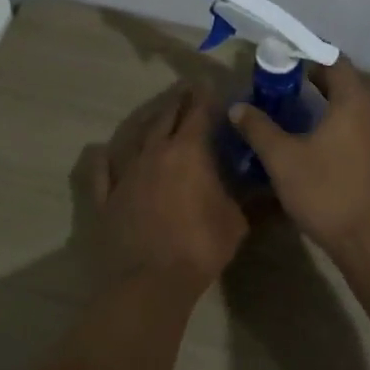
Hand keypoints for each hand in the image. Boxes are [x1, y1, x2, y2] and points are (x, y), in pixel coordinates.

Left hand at [89, 88, 246, 294]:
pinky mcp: (106, 198)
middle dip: (177, 102)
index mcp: (189, 152)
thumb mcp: (236, 221)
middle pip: (166, 118)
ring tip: (156, 114)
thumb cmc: (200, 246)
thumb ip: (248, 198)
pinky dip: (103, 159)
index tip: (210, 87)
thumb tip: (268, 187)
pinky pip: (101, 172)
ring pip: (135, 138)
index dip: (205, 98)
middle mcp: (155, 153)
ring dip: (148, 123)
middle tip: (185, 90)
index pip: (198, 113)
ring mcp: (126, 174)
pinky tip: (101, 151)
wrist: (150, 282)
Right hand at [227, 60, 369, 256]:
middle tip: (278, 84)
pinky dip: (334, 122)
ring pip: (349, 106)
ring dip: (323, 102)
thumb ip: (260, 129)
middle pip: (343, 81)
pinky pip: (355, 126)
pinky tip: (311, 139)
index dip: (306, 55)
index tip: (280, 60)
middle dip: (311, 78)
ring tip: (290, 109)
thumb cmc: (327, 192)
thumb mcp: (284, 160)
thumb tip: (238, 107)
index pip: (333, 60)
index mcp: (353, 100)